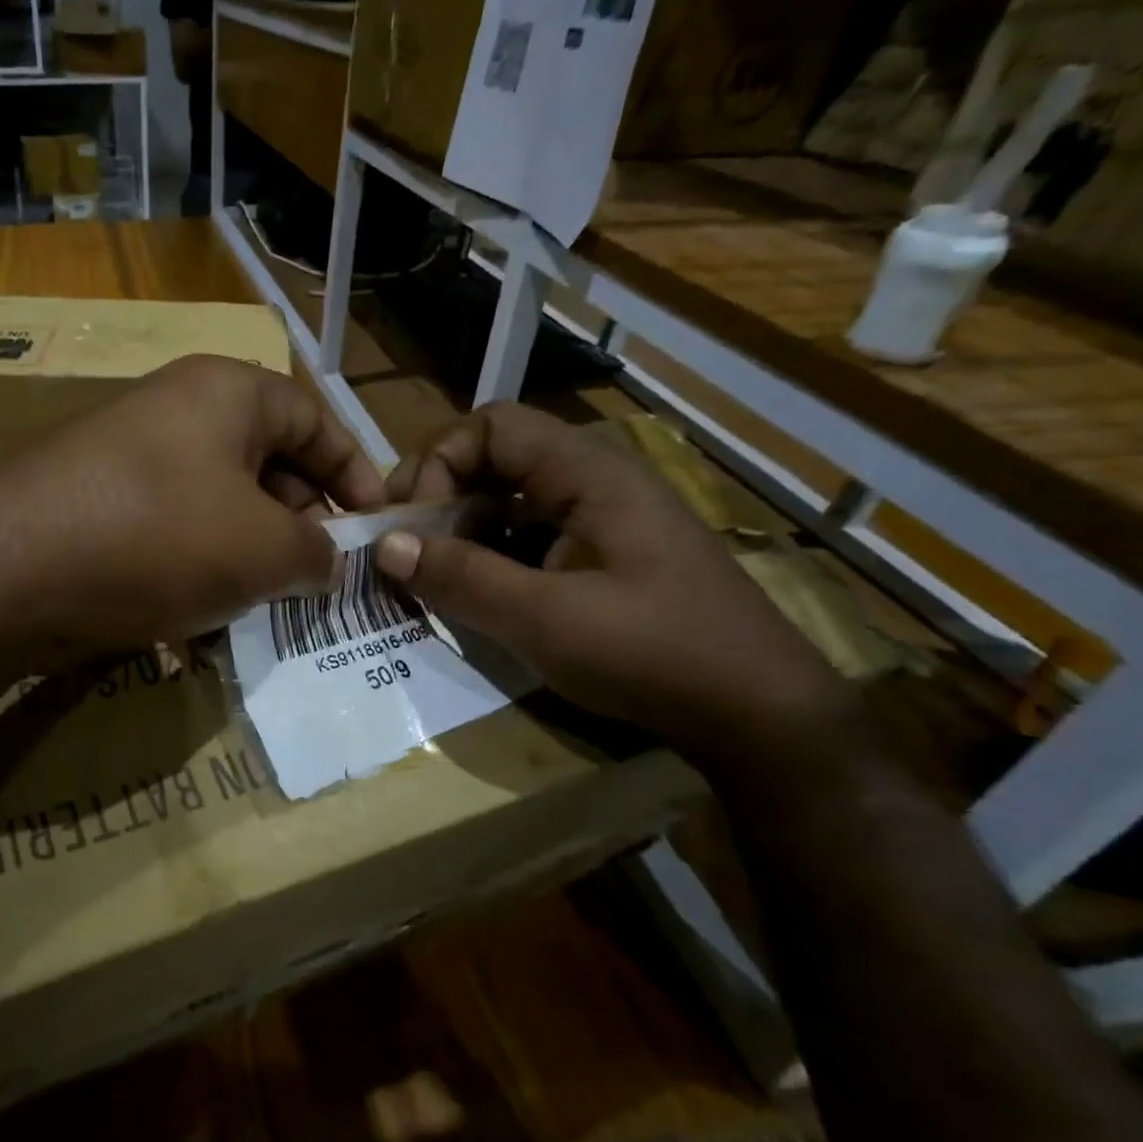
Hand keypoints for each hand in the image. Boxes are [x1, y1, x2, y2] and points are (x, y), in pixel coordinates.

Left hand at [0, 356, 384, 668]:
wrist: (6, 572)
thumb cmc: (158, 538)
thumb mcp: (262, 548)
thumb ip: (315, 551)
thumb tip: (326, 560)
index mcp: (225, 392)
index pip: (315, 419)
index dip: (355, 471)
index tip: (375, 525)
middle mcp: (174, 409)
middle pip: (264, 459)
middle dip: (300, 518)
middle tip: (318, 576)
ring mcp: (126, 455)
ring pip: (216, 501)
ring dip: (248, 549)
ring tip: (264, 599)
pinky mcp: (93, 502)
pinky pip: (169, 526)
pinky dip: (196, 562)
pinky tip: (199, 606)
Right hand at [374, 404, 856, 754]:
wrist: (758, 715)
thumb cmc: (655, 654)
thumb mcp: (545, 620)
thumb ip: (461, 577)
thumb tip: (384, 545)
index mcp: (587, 473)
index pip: (489, 426)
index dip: (438, 463)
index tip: (411, 524)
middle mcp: (591, 481)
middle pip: (492, 458)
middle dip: (438, 497)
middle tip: (403, 549)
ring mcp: (597, 520)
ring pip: (505, 500)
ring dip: (458, 531)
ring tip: (426, 577)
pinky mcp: (598, 556)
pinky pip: (524, 537)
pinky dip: (486, 557)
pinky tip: (471, 597)